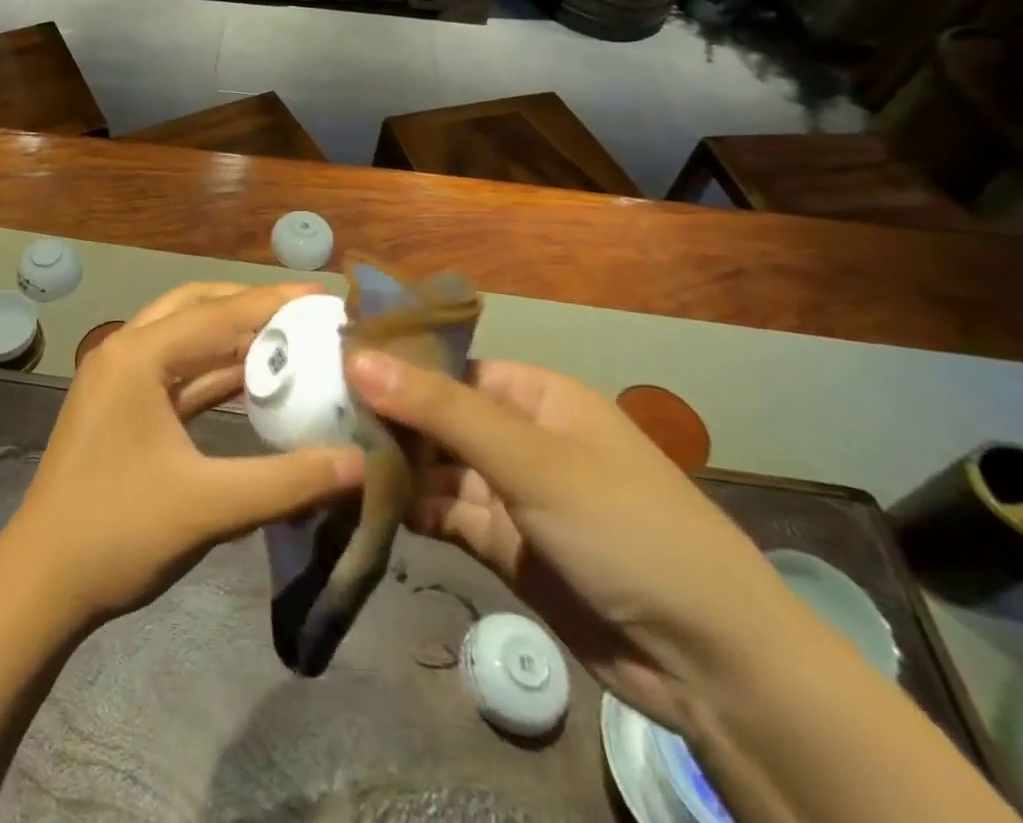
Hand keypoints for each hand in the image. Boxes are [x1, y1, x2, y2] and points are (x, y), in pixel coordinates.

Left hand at [8, 283, 362, 629]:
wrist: (39, 586)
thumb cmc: (117, 534)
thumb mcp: (208, 507)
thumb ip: (287, 482)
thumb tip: (360, 464)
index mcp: (139, 356)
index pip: (219, 314)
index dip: (276, 303)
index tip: (327, 298)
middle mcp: (125, 351)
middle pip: (197, 307)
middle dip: (251, 306)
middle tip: (305, 314)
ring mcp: (119, 378)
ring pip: (185, 336)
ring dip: (233, 336)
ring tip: (289, 340)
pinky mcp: (121, 406)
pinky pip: (177, 370)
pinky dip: (214, 369)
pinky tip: (252, 380)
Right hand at [347, 353, 804, 733]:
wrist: (709, 664)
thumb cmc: (623, 527)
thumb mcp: (529, 459)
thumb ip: (440, 410)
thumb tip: (358, 358)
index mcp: (533, 394)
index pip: (447, 366)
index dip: (392, 366)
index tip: (327, 367)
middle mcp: (518, 434)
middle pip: (436, 417)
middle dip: (384, 420)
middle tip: (313, 418)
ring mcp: (509, 492)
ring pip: (435, 469)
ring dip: (391, 468)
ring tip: (326, 460)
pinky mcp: (502, 543)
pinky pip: (444, 514)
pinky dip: (410, 511)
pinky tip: (365, 506)